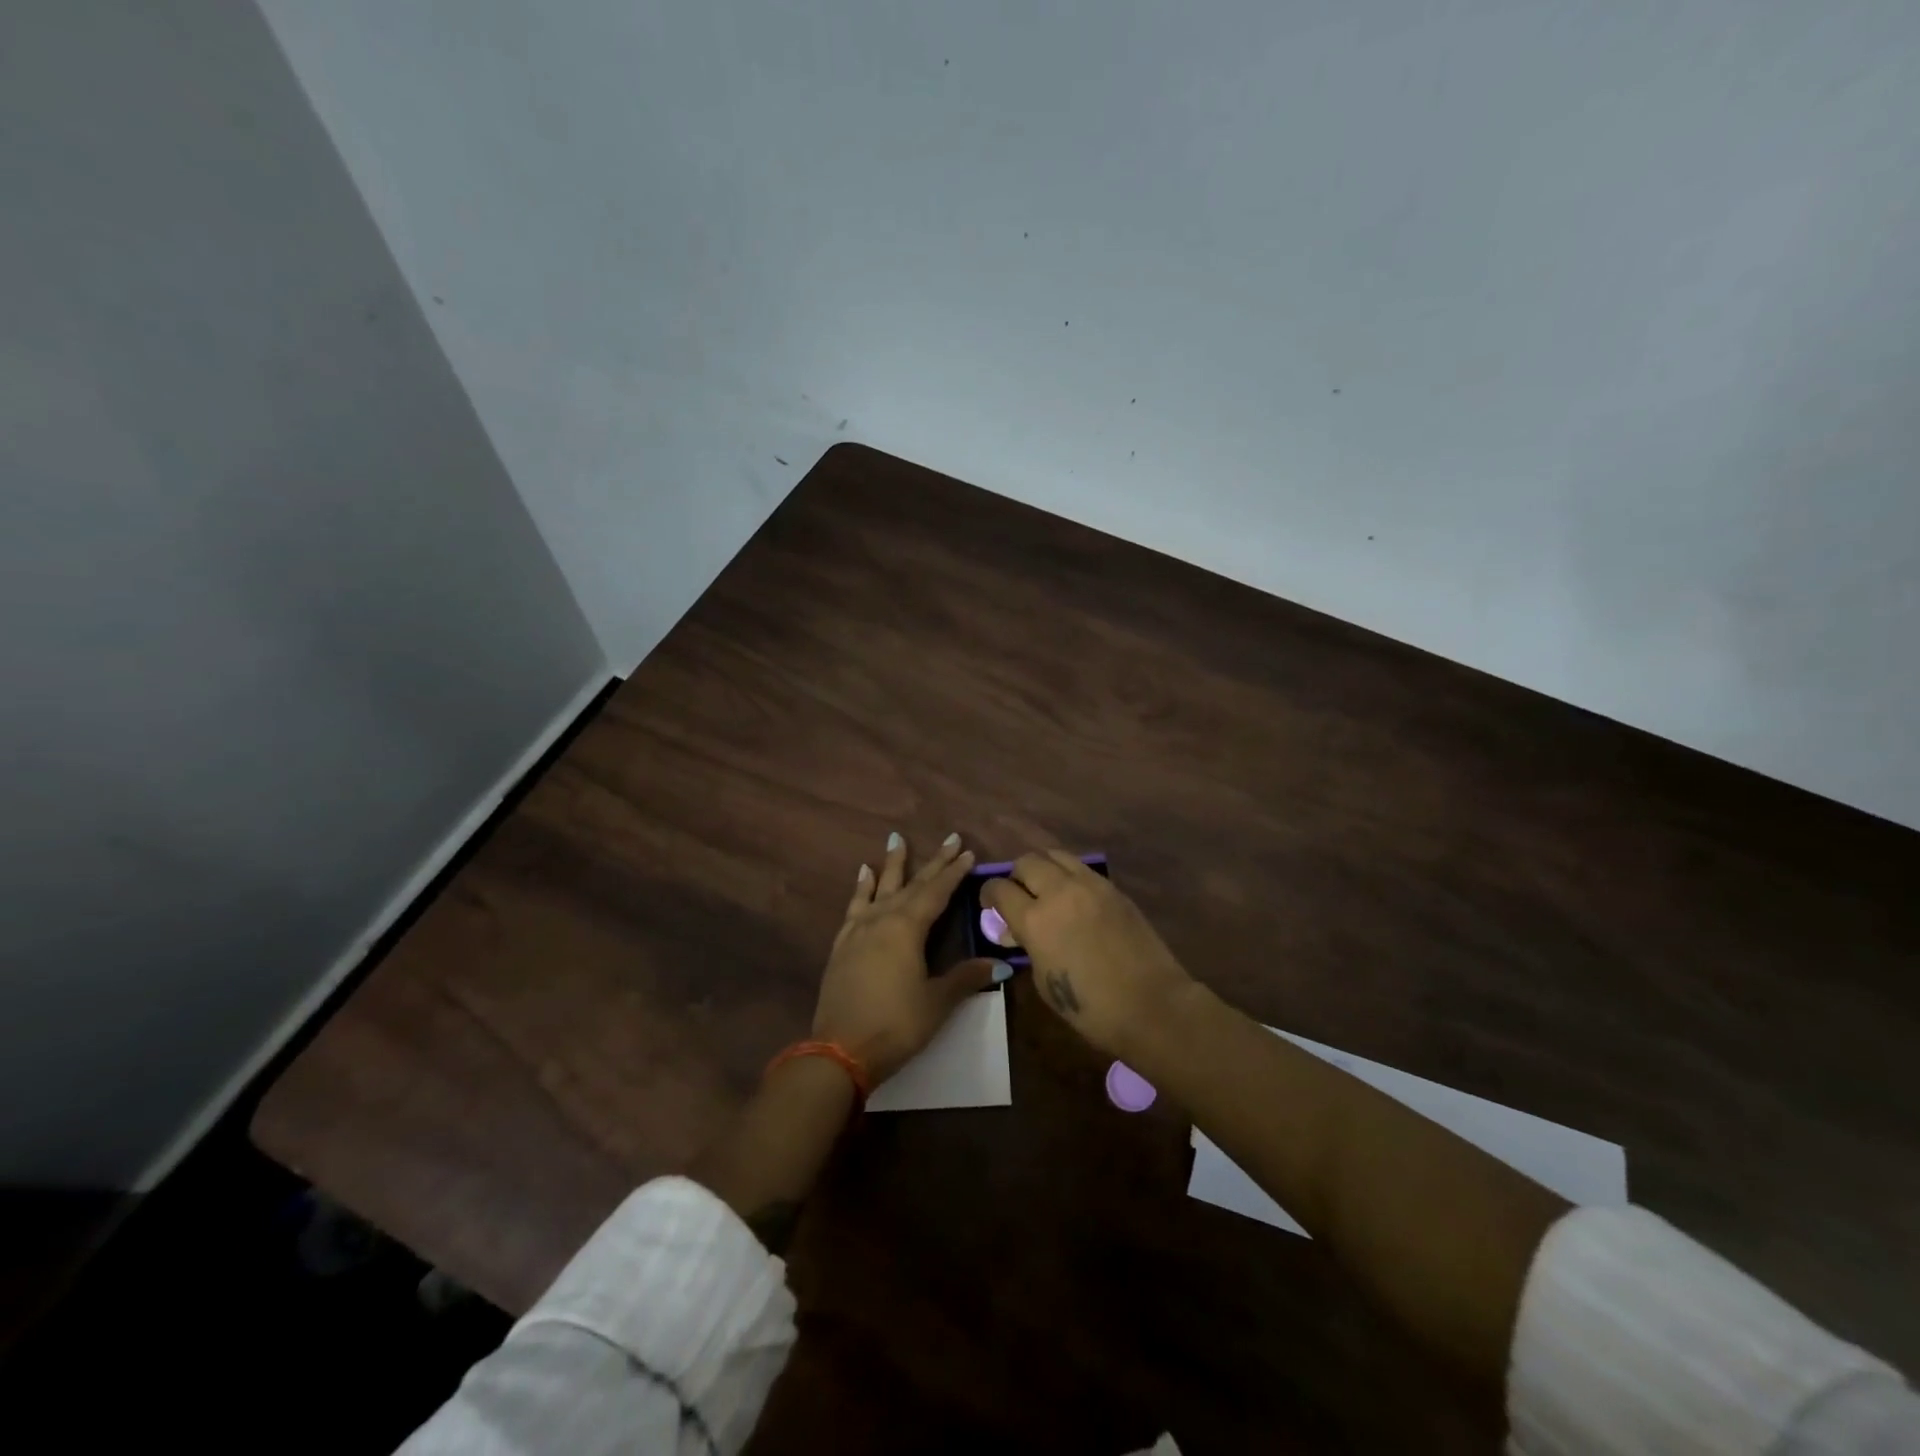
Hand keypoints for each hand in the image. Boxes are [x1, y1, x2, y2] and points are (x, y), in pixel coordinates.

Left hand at [814, 832, 1003, 1084]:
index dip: (954, 872)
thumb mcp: (937, 1002)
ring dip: (892, 864)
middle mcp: (882, 919)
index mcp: (908, 928)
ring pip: (880, 887)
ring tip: (896, 839)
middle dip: (933, 861)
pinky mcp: (842, 944)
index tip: (968, 852)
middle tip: (949, 837)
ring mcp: (858, 930)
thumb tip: (1001, 964)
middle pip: (912, 884)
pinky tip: (862, 874)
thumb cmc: (896, 1024)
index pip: (937, 892)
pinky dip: (861, 888)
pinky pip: (855, 905)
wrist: (839, 1050)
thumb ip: (966, 978)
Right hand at [981, 850, 1192, 1056]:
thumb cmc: (1090, 1007)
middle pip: (1026, 862)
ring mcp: (1090, 885)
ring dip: (1043, 868)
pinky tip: (1073, 896)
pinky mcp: (1113, 888)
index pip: (999, 889)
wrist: (1151, 1005)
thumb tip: (1013, 929)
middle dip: (1015, 876)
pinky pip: (1081, 868)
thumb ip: (1027, 946)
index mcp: (1035, 920)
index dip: (989, 895)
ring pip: (1055, 855)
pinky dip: (1069, 875)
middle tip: (1018, 896)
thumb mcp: (1044, 981)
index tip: (990, 905)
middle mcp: (1059, 892)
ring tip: (1046, 888)